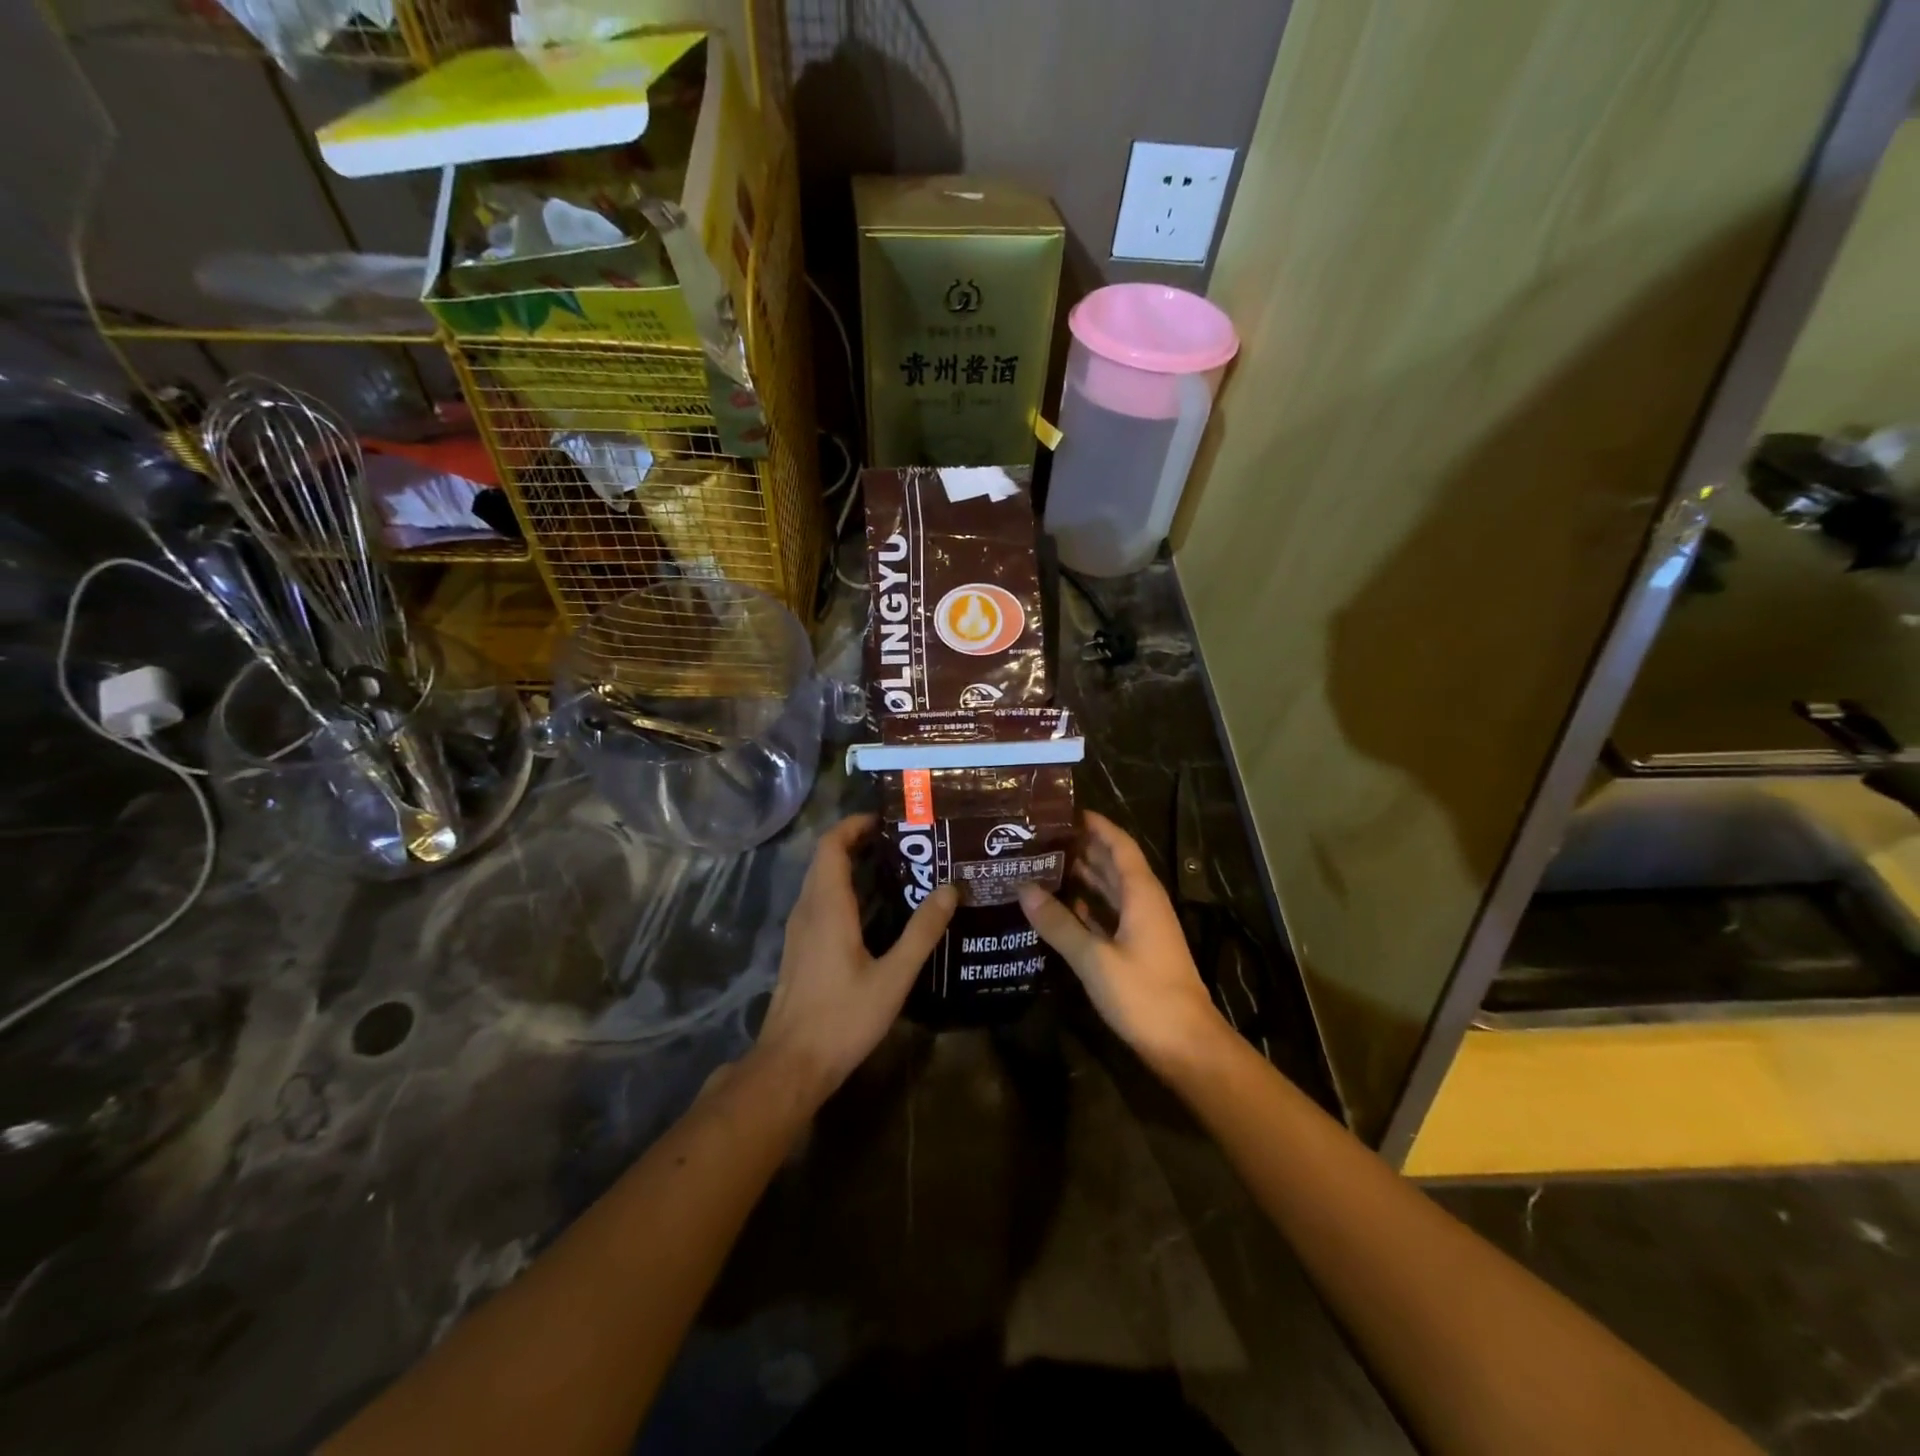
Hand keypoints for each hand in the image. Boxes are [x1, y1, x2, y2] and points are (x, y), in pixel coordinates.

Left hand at [753, 814, 956, 1106]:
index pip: (831, 845)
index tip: (887, 820)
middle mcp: (807, 909)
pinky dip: (842, 888)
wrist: (791, 1064)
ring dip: (849, 864)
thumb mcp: (893, 976)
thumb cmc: (843, 1018)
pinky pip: (818, 901)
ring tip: (893, 868)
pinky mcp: (799, 948)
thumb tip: (950, 889)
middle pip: (824, 858)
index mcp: (827, 907)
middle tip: (901, 842)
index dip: (854, 825)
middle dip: (857, 841)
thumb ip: (922, 931)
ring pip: (819, 880)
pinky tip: (872, 909)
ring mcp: (798, 930)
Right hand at [1018, 811, 1225, 1072]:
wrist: (1186, 1045)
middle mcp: (1144, 903)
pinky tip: (1062, 906)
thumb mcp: (1094, 958)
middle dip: (1082, 847)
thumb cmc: (1144, 994)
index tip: (1063, 811)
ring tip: (1043, 864)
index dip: (1096, 825)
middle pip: (1113, 864)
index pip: (1119, 845)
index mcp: (1141, 894)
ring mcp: (1143, 927)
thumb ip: (1059, 924)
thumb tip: (1023, 888)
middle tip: (1041, 837)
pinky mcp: (1137, 950)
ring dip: (1083, 876)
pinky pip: (1109, 915)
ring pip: (1111, 890)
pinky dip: (1088, 906)